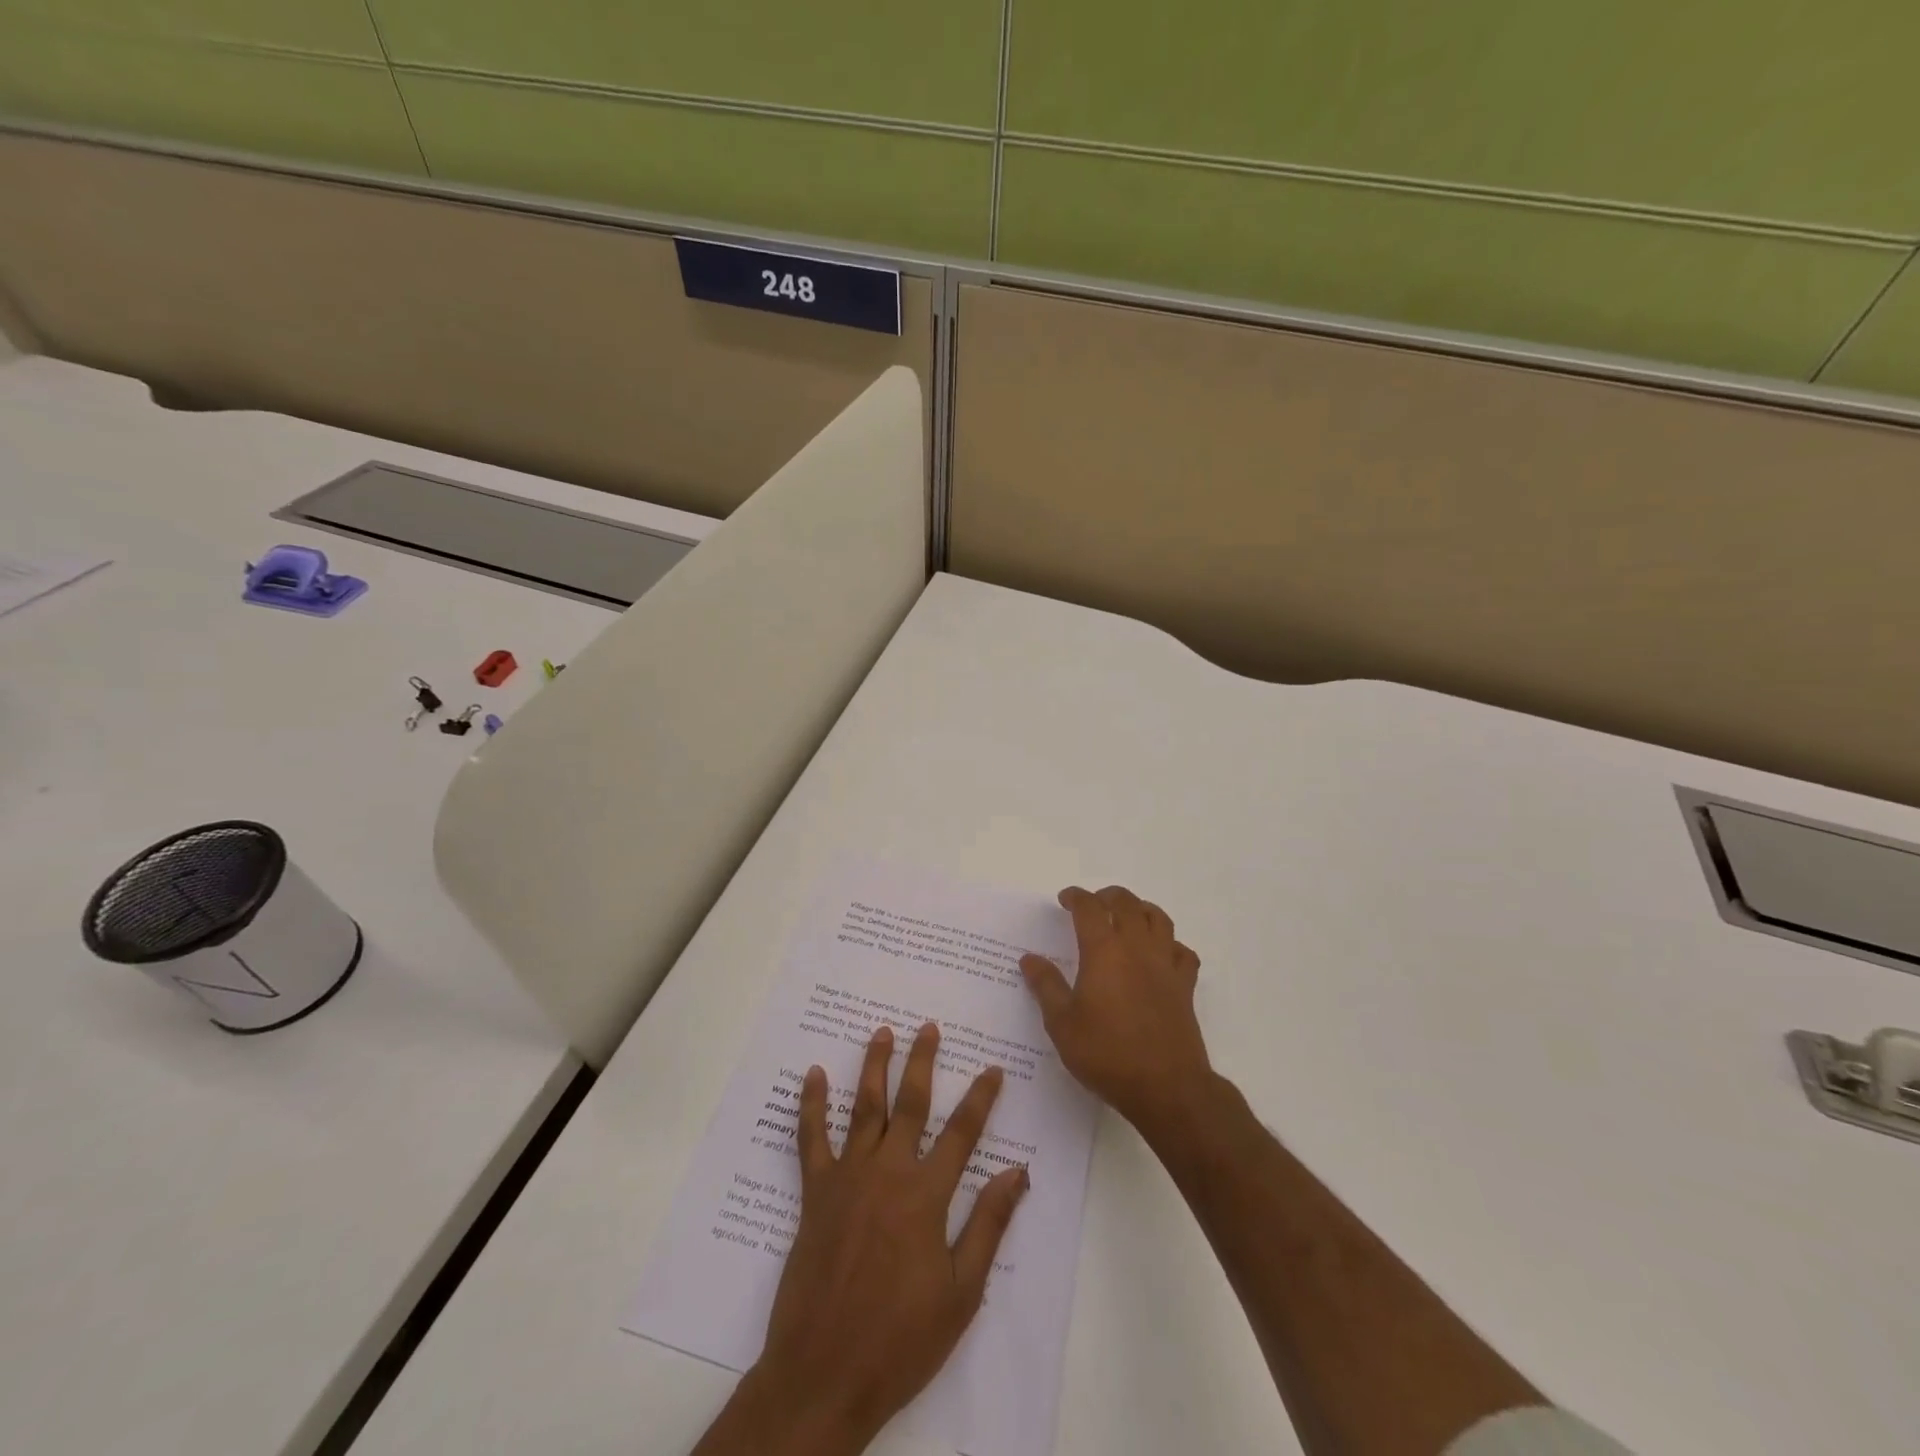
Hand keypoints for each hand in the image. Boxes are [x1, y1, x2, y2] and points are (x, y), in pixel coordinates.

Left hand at [699, 1023, 1029, 1455]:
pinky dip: (812, 1104)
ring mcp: (848, 1178)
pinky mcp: (815, 1193)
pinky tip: (813, 1075)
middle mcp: (888, 1172)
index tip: (992, 1069)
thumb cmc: (901, 1339)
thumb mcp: (961, 1292)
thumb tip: (1018, 1171)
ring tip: (882, 1033)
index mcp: (926, 1195)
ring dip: (874, 1067)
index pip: (962, 1132)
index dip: (981, 1098)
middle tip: (929, 1028)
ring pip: (864, 1108)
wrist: (824, 1374)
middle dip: (923, 1062)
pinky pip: (811, 1139)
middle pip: (911, 1104)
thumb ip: (988, 1224)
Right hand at [1020, 885, 1211, 1135]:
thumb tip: (1029, 959)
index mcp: (1104, 951)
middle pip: (1126, 903)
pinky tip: (1160, 954)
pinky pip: (1182, 952)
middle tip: (1093, 903)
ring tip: (1127, 917)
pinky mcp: (1185, 986)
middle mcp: (1137, 948)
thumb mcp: (1063, 1024)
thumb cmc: (1107, 1054)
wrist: (1167, 1087)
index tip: (1064, 899)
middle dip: (1107, 896)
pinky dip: (1170, 944)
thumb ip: (1046, 986)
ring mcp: (1165, 965)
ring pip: (1158, 919)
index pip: (1089, 908)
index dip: (1076, 897)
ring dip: (1140, 909)